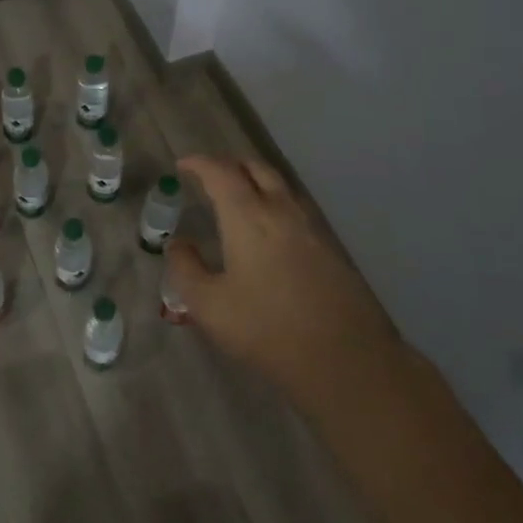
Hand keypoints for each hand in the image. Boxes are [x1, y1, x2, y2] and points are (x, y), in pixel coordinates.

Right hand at [167, 156, 404, 414]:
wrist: (345, 360)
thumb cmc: (267, 330)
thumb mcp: (209, 306)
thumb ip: (186, 269)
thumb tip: (178, 245)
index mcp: (248, 217)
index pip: (220, 172)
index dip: (199, 162)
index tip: (182, 165)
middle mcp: (281, 210)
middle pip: (255, 168)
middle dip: (229, 164)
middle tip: (209, 176)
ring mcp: (311, 227)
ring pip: (280, 186)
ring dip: (255, 181)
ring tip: (238, 197)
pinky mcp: (330, 247)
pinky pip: (296, 208)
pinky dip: (275, 203)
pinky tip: (268, 230)